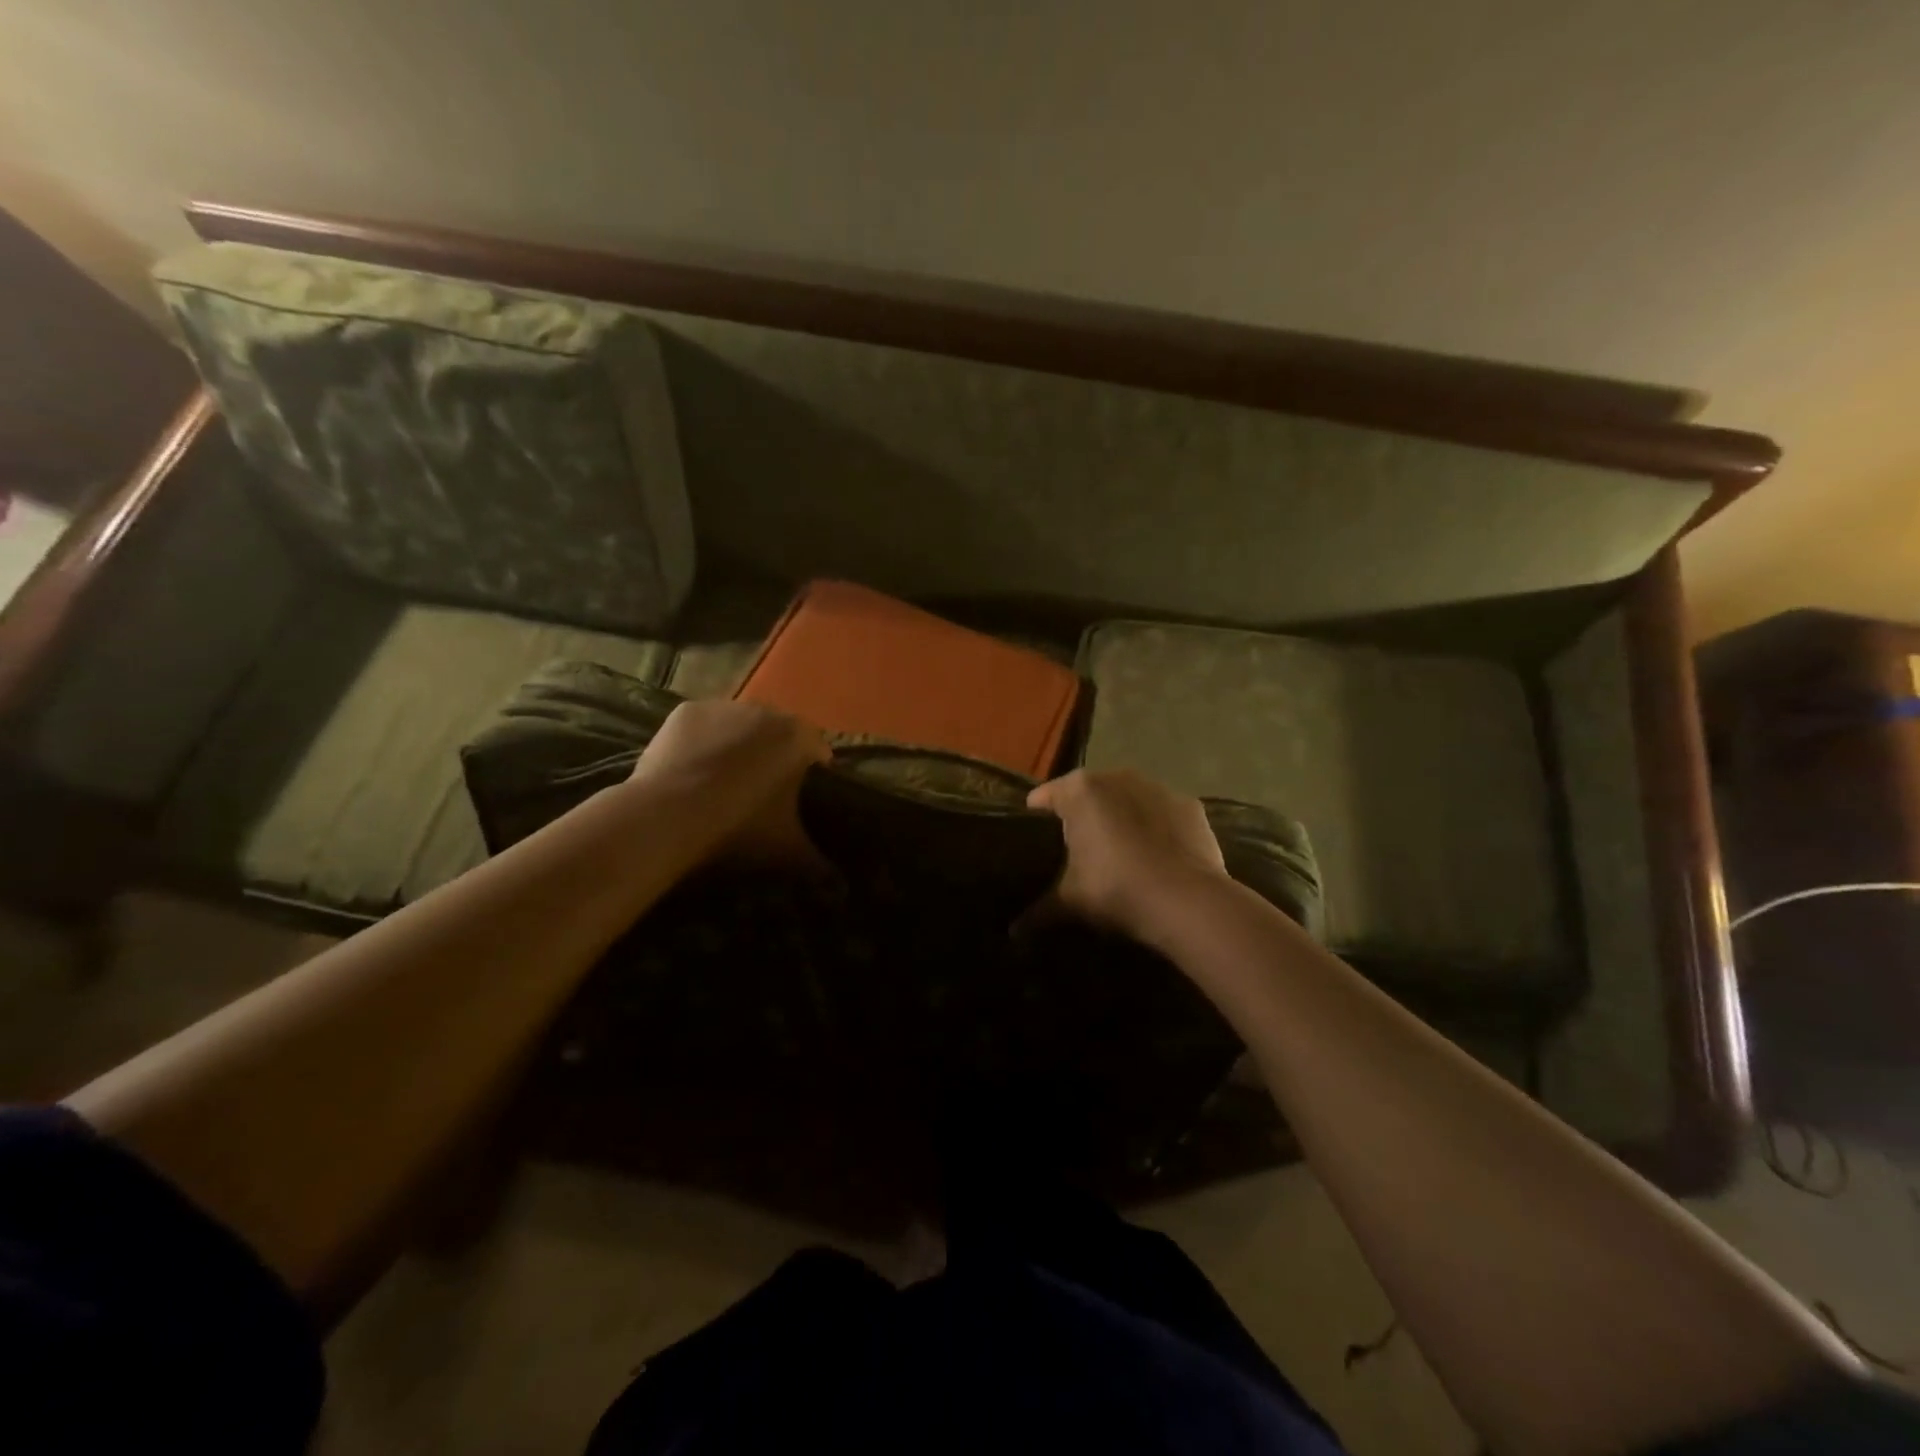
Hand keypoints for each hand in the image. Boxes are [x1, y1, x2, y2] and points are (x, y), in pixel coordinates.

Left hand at [628, 700, 830, 865]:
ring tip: (724, 780)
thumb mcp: (787, 848)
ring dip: (737, 744)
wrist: (671, 814)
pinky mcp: (686, 712)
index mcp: (798, 737)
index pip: (817, 746)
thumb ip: (818, 863)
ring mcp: (722, 707)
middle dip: (773, 753)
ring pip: (737, 725)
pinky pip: (702, 726)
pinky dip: (702, 742)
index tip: (806, 791)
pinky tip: (693, 770)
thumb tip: (839, 884)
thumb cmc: (741, 826)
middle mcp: (765, 711)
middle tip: (763, 787)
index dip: (814, 768)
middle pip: (776, 731)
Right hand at [1025, 769, 1227, 940]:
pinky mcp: (1189, 806)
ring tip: (1118, 852)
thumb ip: (1039, 910)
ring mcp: (1158, 787)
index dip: (1036, 817)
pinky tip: (1156, 855)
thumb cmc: (1114, 889)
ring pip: (1127, 798)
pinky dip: (1156, 828)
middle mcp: (1117, 777)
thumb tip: (1013, 933)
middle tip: (1076, 849)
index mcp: (1079, 791)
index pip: (1046, 796)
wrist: (1186, 901)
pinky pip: (1162, 813)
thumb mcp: (1069, 901)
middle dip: (1082, 815)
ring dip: (1121, 817)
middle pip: (1088, 793)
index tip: (1033, 837)